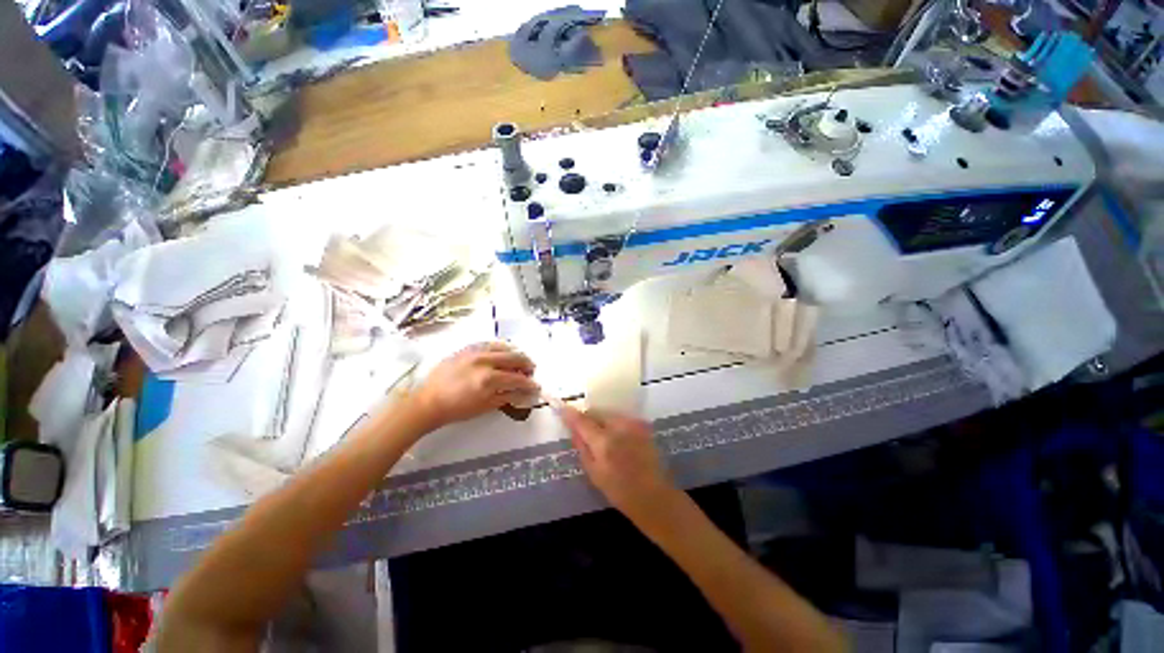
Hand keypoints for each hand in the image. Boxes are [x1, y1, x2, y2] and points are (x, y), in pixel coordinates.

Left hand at [409, 342, 538, 430]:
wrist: (430, 401)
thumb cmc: (456, 409)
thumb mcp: (484, 407)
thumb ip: (504, 398)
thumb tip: (520, 393)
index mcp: (489, 379)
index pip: (517, 379)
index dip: (529, 384)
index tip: (535, 387)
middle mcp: (484, 361)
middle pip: (514, 358)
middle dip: (526, 365)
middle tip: (530, 372)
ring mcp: (474, 352)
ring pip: (502, 346)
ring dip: (514, 353)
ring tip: (518, 361)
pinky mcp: (465, 349)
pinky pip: (487, 343)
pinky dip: (499, 347)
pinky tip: (501, 353)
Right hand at [561, 407, 679, 519]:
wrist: (652, 495)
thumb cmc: (619, 490)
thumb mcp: (593, 473)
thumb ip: (582, 448)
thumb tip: (574, 431)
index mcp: (604, 441)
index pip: (581, 420)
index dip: (569, 413)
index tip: (560, 407)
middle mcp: (620, 427)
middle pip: (598, 413)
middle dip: (588, 419)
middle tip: (582, 431)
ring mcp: (635, 426)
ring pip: (612, 415)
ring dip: (603, 421)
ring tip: (599, 437)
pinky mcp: (645, 429)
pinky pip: (624, 420)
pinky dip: (616, 425)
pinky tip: (616, 440)